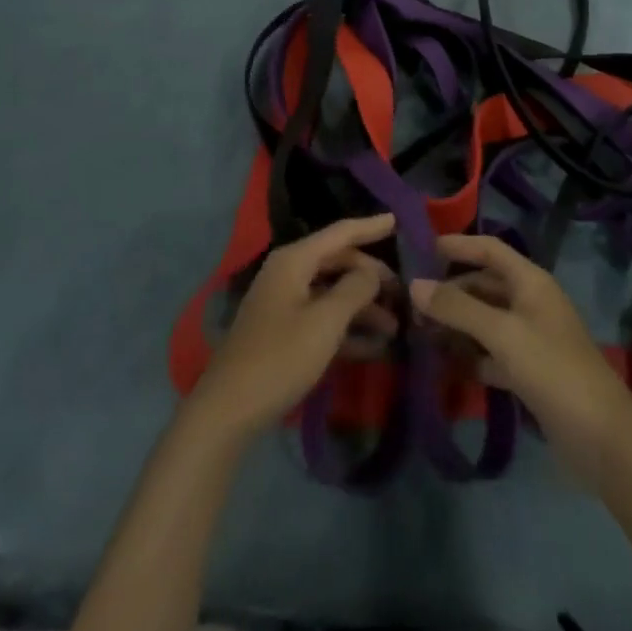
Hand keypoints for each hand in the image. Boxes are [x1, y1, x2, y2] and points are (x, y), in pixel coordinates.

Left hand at [190, 214, 398, 439]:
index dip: (370, 226)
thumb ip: (354, 290)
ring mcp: (284, 303)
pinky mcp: (283, 333)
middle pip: (338, 262)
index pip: (340, 233)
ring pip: (332, 293)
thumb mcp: (325, 322)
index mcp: (294, 260)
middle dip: (370, 276)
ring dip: (363, 307)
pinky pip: (322, 319)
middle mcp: (288, 273)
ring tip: (395, 327)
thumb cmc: (280, 357)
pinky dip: (346, 329)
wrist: (229, 410)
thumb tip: (372, 271)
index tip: (398, 219)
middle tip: (403, 292)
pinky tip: (373, 348)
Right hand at [411, 234, 631, 482]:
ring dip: (456, 325)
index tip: (421, 249)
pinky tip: (444, 364)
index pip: (489, 249)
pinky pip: (491, 354)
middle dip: (450, 291)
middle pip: (484, 286)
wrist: (602, 438)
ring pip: (485, 321)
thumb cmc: (552, 369)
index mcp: (530, 281)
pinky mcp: (529, 373)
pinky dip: (470, 356)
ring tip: (418, 332)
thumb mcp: (502, 333)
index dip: (458, 245)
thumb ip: (457, 308)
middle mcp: (530, 303)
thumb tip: (414, 285)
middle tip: (410, 303)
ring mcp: (531, 339)